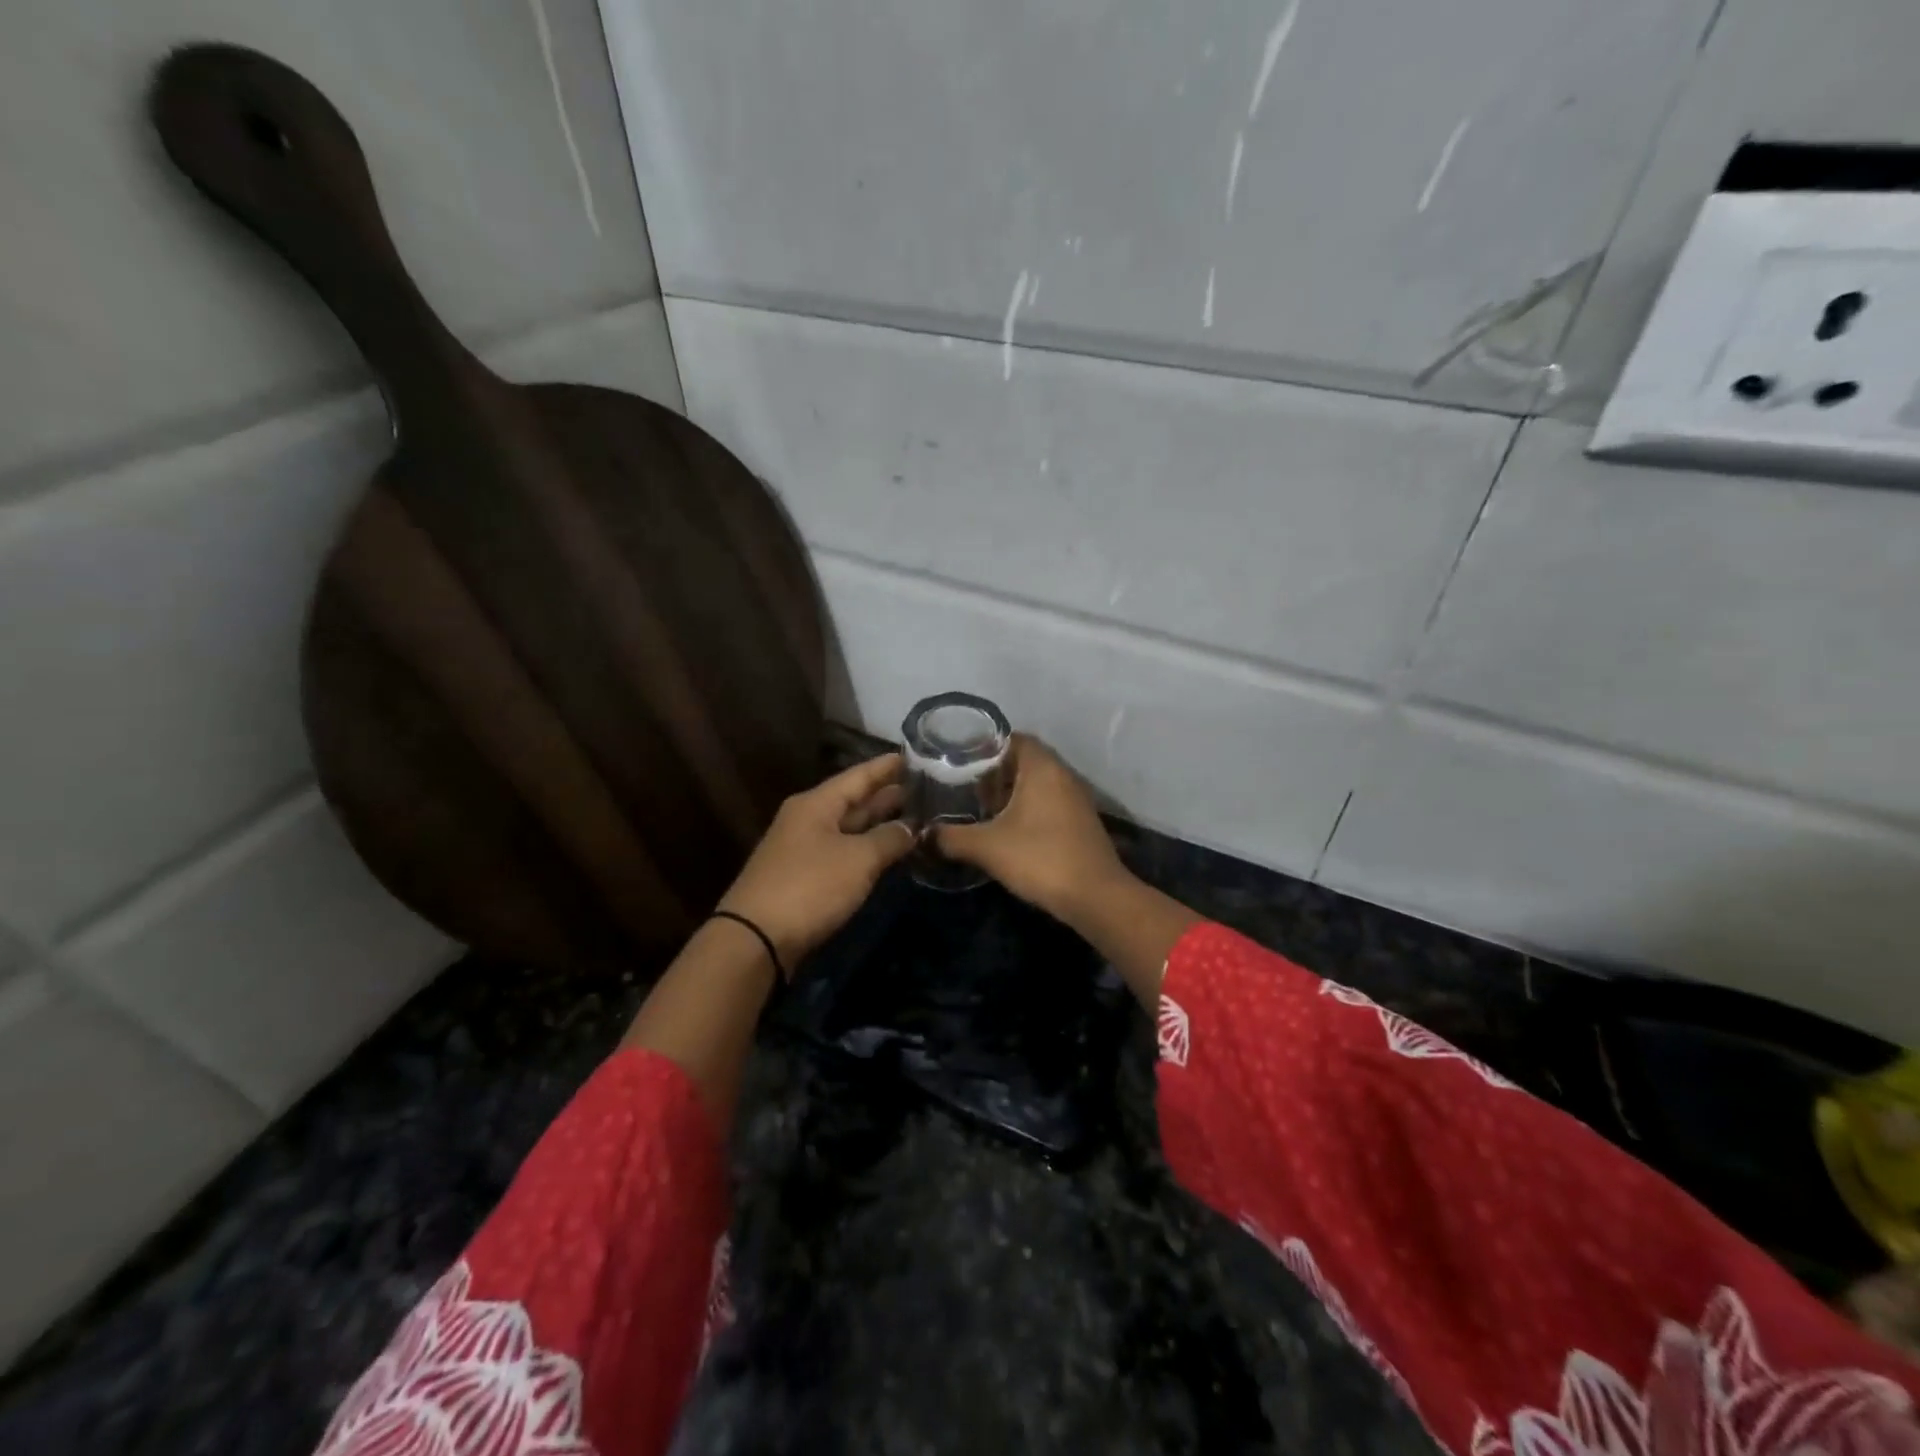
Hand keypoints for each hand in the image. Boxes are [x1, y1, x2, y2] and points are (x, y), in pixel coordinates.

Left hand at [717, 753, 915, 971]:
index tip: (913, 756)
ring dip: (878, 824)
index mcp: (816, 804)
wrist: (756, 939)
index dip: (886, 767)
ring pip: (848, 828)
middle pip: (853, 801)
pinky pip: (842, 852)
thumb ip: (889, 839)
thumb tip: (911, 828)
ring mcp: (803, 849)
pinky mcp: (803, 877)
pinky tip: (886, 852)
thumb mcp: (858, 859)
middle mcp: (807, 820)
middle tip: (924, 789)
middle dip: (886, 796)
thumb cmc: (810, 886)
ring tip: (914, 818)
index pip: (858, 776)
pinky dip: (866, 849)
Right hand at [934, 735, 1127, 922]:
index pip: (1013, 738)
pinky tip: (1006, 827)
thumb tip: (923, 834)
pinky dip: (1027, 807)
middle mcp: (1063, 774)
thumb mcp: (987, 847)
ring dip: (1011, 790)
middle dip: (994, 770)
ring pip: (1038, 783)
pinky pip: (1049, 802)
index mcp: (1043, 767)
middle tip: (963, 782)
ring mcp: (1076, 799)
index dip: (985, 745)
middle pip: (1025, 760)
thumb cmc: (1040, 858)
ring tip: (979, 805)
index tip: (959, 757)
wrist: (1095, 897)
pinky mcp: (1081, 822)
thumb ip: (951, 837)